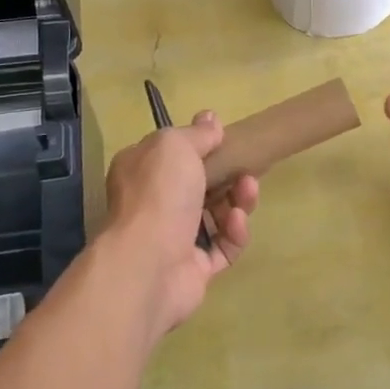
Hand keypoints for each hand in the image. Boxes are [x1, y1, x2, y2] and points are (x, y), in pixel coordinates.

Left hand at [101, 112, 257, 341]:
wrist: (148, 263)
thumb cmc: (158, 193)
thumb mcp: (176, 146)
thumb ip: (197, 134)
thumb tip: (210, 119)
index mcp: (141, 172)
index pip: (171, 154)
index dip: (199, 145)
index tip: (225, 138)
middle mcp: (154, 204)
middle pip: (199, 185)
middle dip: (228, 175)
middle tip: (247, 169)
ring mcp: (174, 239)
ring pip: (215, 216)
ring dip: (237, 201)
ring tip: (248, 191)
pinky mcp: (194, 269)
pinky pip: (222, 247)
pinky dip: (234, 233)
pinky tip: (237, 222)